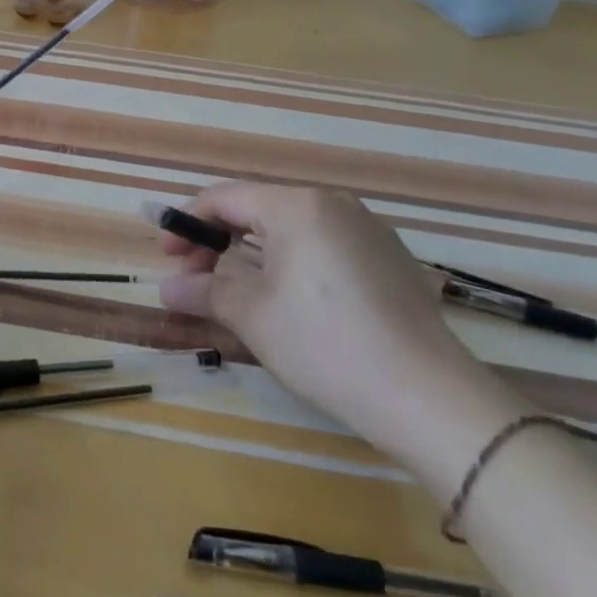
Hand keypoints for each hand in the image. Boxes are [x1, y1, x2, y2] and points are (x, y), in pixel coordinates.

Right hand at [157, 183, 523, 477]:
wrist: (430, 398)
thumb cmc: (326, 344)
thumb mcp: (253, 316)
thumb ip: (205, 291)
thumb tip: (167, 287)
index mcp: (297, 205)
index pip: (225, 198)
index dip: (188, 224)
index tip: (167, 257)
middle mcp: (334, 204)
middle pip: (258, 210)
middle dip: (219, 241)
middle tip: (196, 279)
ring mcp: (368, 231)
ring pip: (293, 230)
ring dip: (254, 255)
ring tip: (237, 293)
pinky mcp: (391, 261)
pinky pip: (325, 248)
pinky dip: (293, 264)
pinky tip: (290, 302)